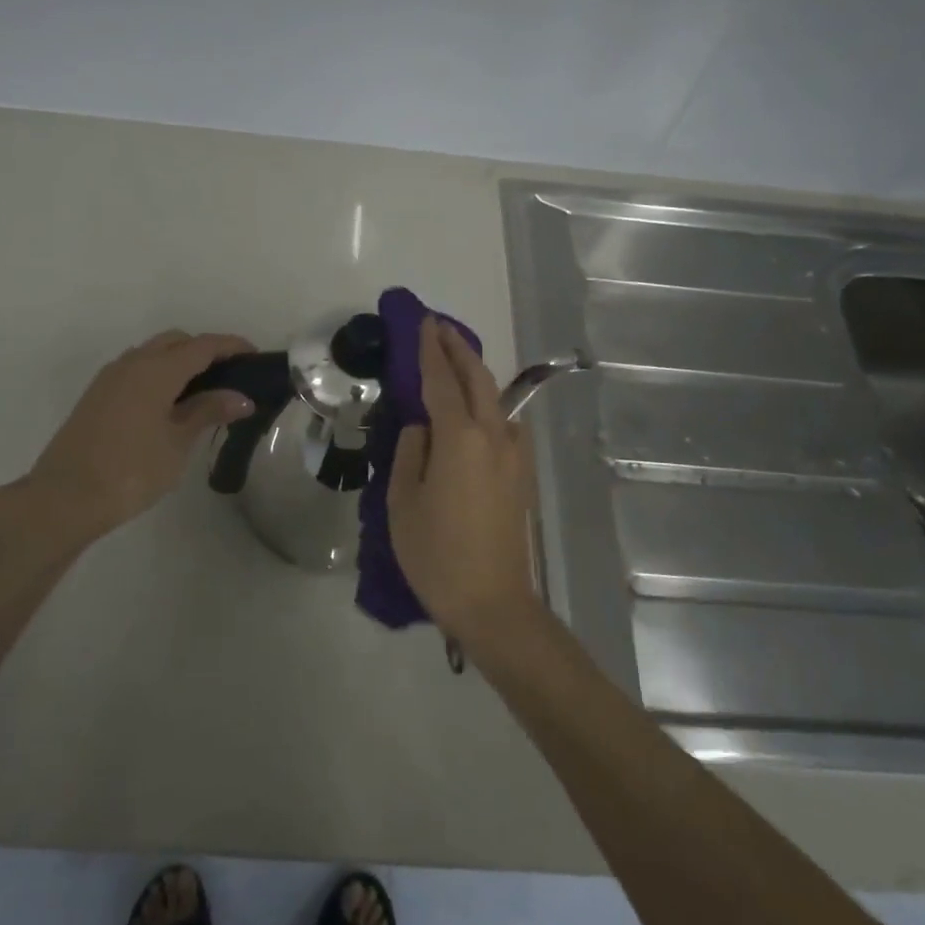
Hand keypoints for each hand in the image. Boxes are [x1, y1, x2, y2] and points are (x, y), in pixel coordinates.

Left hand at [19, 330, 255, 542]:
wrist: (64, 498)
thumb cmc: (131, 470)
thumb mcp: (177, 442)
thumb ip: (208, 411)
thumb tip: (240, 397)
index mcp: (156, 369)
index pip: (202, 346)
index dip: (231, 346)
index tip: (256, 355)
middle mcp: (132, 363)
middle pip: (176, 341)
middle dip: (205, 350)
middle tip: (230, 376)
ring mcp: (110, 378)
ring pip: (152, 353)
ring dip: (179, 362)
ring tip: (203, 392)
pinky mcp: (97, 395)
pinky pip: (136, 370)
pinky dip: (159, 374)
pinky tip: (170, 404)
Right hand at [388, 318, 536, 643]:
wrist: (492, 602)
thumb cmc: (436, 553)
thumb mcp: (403, 501)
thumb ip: (411, 451)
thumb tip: (423, 427)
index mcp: (460, 438)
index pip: (442, 380)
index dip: (430, 349)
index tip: (423, 323)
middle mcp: (493, 435)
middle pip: (478, 378)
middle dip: (458, 349)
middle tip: (439, 328)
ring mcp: (514, 454)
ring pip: (495, 398)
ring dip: (475, 372)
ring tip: (454, 360)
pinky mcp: (521, 474)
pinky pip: (505, 422)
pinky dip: (488, 402)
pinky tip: (476, 410)